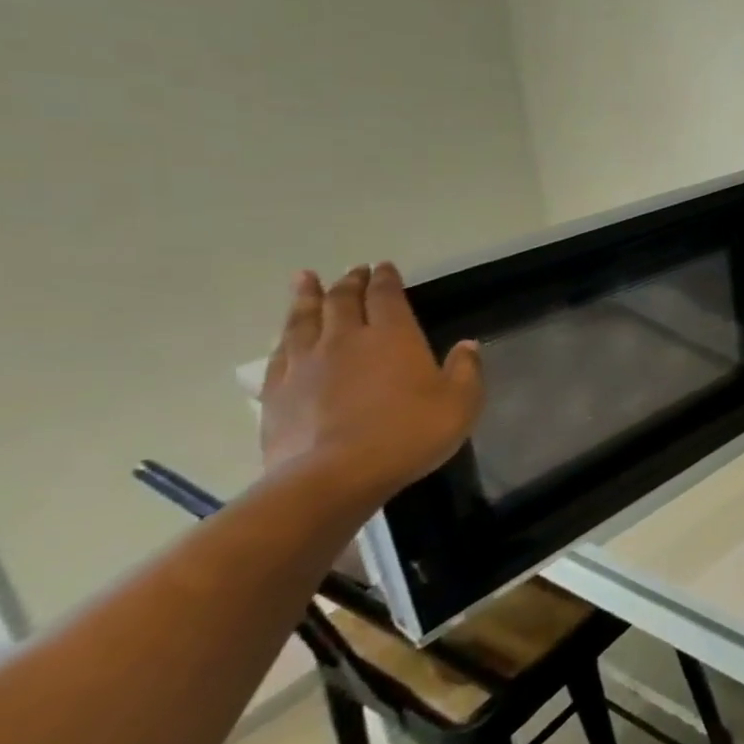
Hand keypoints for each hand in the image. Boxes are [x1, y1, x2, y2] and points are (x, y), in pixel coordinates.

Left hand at [260, 263, 484, 502]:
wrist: (333, 476)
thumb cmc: (408, 433)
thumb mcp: (460, 402)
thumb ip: (466, 370)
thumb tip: (467, 345)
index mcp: (393, 336)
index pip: (387, 296)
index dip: (386, 279)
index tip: (385, 267)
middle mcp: (345, 339)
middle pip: (343, 301)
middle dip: (349, 282)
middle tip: (353, 270)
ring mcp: (305, 364)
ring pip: (303, 319)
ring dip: (307, 297)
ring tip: (306, 280)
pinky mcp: (276, 391)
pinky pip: (280, 352)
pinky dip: (285, 336)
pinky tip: (285, 335)